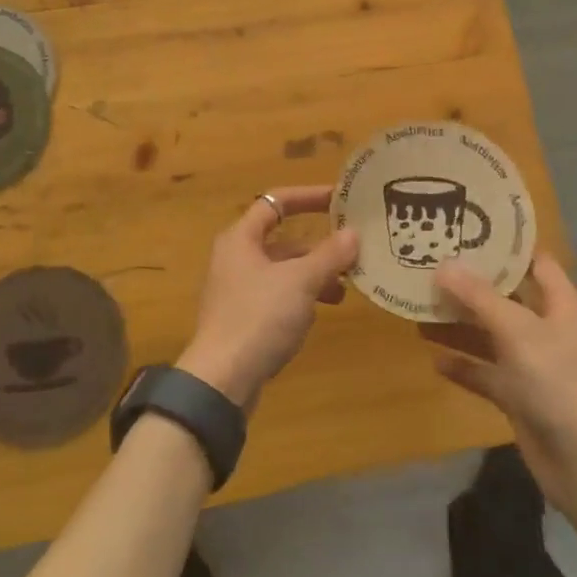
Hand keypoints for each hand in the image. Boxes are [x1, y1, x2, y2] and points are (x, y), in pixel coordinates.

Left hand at [176, 186, 359, 407]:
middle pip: (283, 240)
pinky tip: (321, 312)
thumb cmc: (259, 317)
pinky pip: (279, 296)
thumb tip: (353, 233)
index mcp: (241, 238)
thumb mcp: (301, 281)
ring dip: (314, 275)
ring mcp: (238, 290)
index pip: (276, 201)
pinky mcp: (244, 318)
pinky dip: (302, 297)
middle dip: (319, 247)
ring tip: (344, 289)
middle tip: (352, 252)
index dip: (308, 197)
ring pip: (283, 271)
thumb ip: (329, 255)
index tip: (339, 199)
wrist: (222, 379)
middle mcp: (236, 258)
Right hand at [424, 254, 576, 512]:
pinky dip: (464, 365)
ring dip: (460, 324)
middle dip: (471, 284)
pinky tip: (434, 360)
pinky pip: (486, 373)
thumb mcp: (515, 331)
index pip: (535, 262)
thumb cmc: (556, 383)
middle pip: (507, 297)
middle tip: (431, 265)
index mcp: (562, 305)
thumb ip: (478, 297)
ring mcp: (534, 365)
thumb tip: (443, 265)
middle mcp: (549, 329)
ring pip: (491, 335)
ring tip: (421, 307)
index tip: (467, 229)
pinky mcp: (520, 396)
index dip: (505, 246)